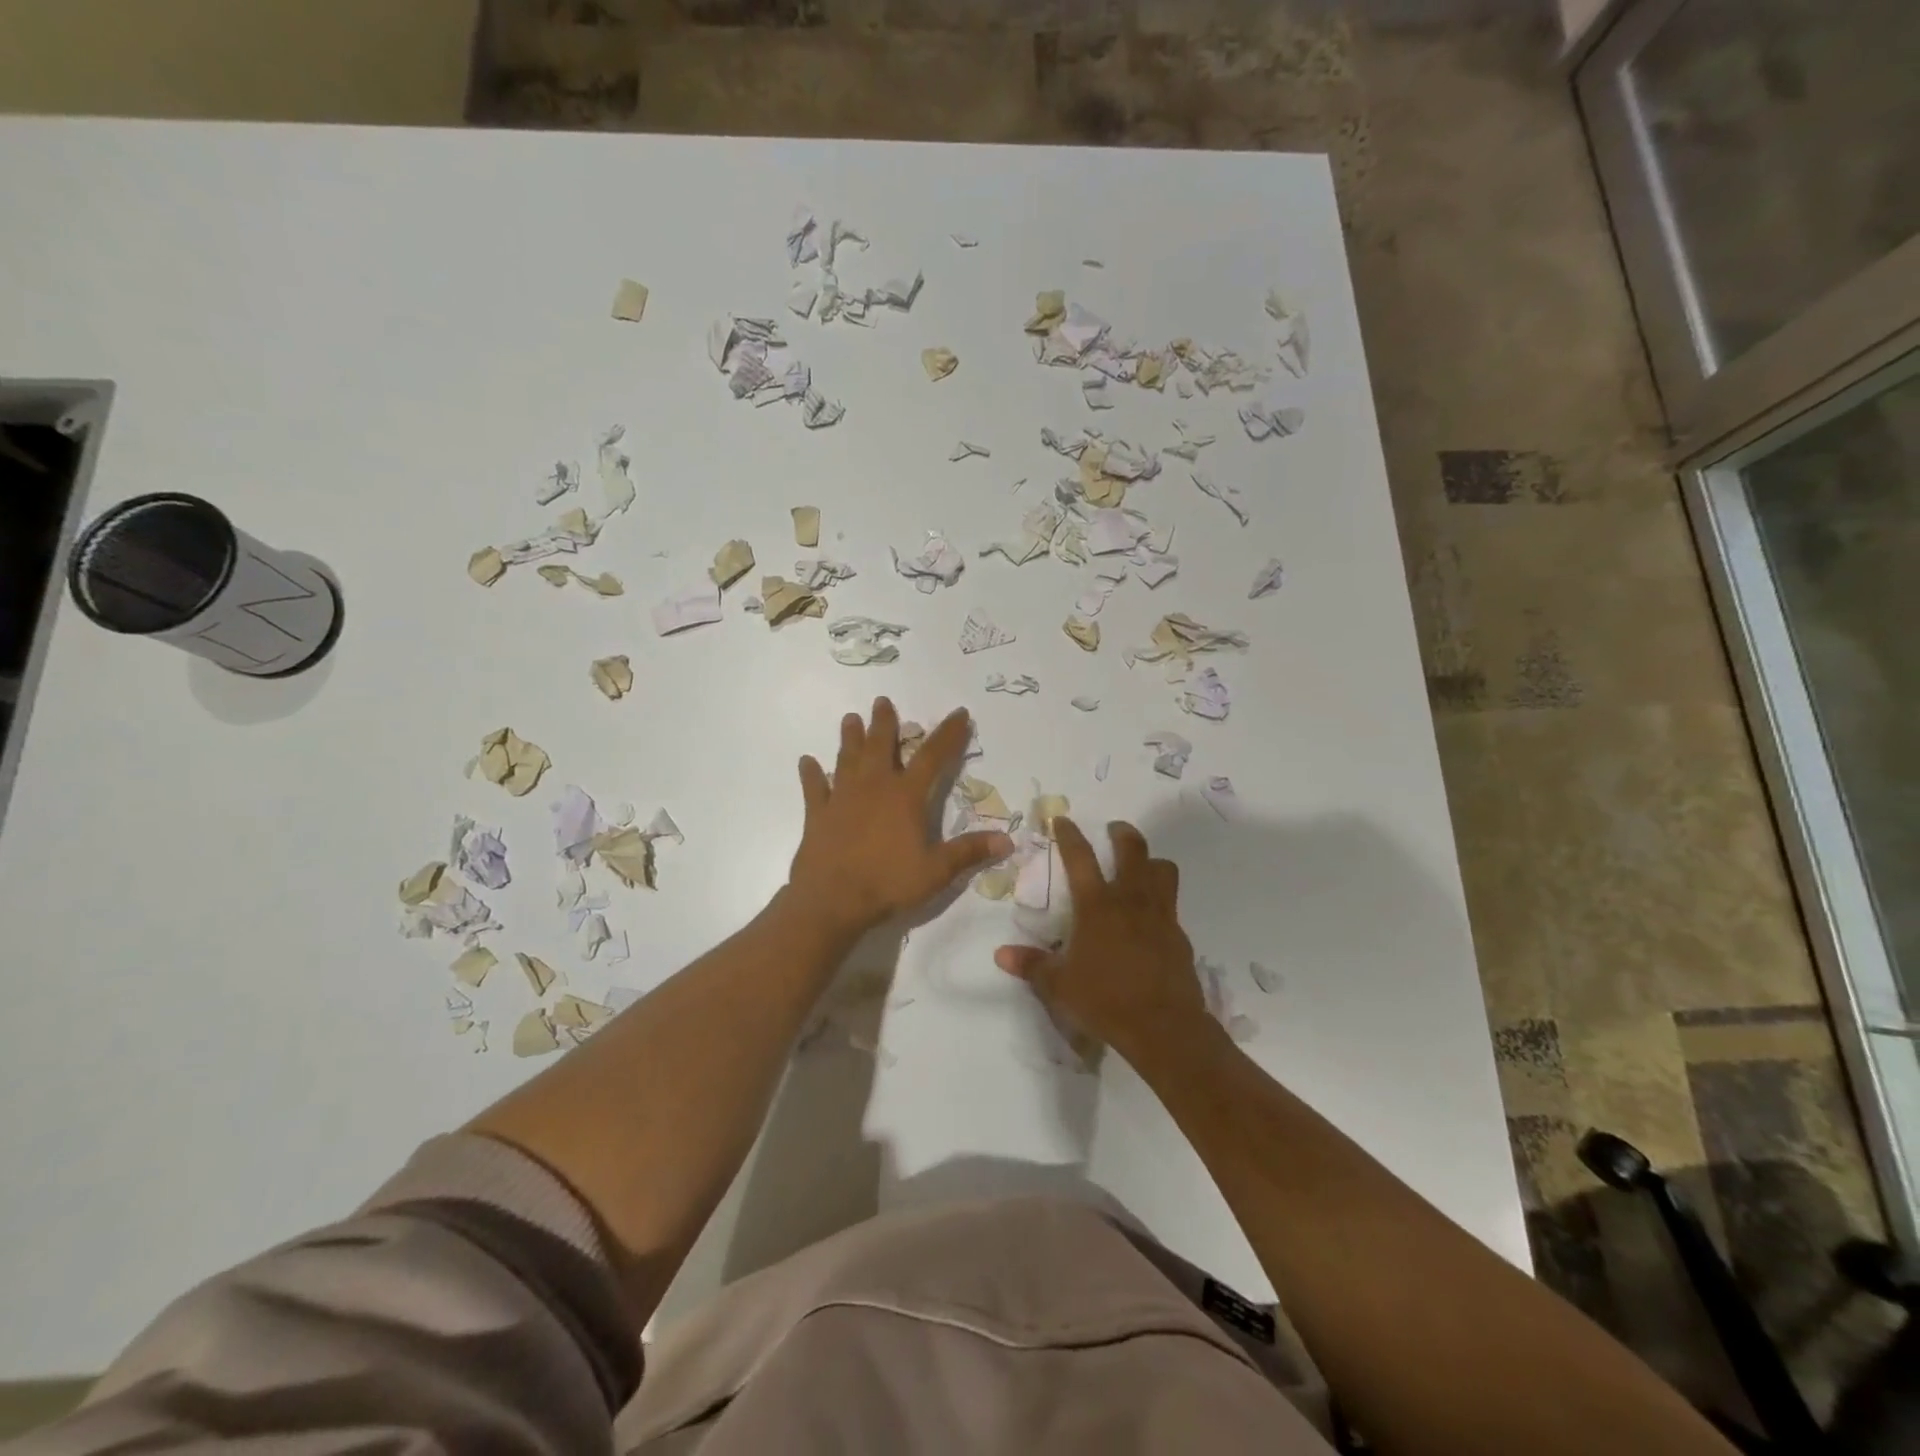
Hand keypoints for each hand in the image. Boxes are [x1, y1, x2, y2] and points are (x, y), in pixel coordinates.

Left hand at [789, 699, 1012, 936]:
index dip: (949, 734)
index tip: (960, 713)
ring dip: (850, 738)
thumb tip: (1007, 840)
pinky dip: (810, 774)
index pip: (933, 757)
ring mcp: (841, 798)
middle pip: (880, 746)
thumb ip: (969, 852)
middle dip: (884, 723)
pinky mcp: (817, 815)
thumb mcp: (936, 871)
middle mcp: (873, 787)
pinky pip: (813, 788)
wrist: (831, 901)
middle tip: (882, 701)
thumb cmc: (887, 883)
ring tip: (850, 718)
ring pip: (847, 759)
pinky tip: (806, 761)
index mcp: (905, 797)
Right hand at [994, 818, 1207, 1062]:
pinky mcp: (1179, 936)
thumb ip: (1032, 965)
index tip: (1063, 819)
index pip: (1080, 857)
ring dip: (1151, 861)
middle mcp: (1131, 900)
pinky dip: (1161, 901)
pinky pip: (1172, 905)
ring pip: (1163, 870)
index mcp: (1097, 905)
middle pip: (1133, 850)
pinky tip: (1151, 919)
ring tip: (1141, 866)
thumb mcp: (1059, 986)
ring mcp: (1161, 915)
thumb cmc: (1105, 1000)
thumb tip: (1001, 955)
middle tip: (1115, 829)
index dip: (1069, 835)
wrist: (1163, 1027)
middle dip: (1123, 833)